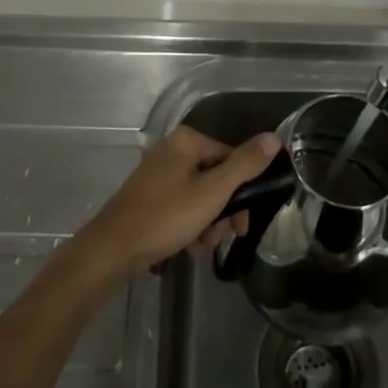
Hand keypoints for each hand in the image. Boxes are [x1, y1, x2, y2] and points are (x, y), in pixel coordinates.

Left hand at [74, 126, 281, 281]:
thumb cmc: (166, 216)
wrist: (113, 249)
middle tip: (224, 237)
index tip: (243, 223)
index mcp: (187, 141)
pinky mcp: (148, 195)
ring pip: (198, 194)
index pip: (229, 157)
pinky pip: (180, 204)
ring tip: (203, 246)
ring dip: (208, 221)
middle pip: (214, 176)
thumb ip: (245, 165)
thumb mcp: (213, 192)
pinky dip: (189, 223)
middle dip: (223, 210)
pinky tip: (188, 246)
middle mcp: (172, 149)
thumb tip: (274, 138)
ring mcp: (157, 173)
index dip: (242, 191)